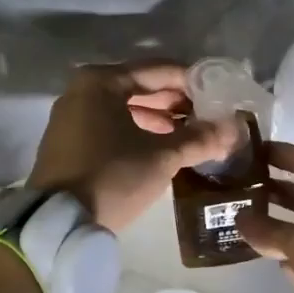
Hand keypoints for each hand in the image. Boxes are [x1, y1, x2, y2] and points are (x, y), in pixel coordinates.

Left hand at [28, 62, 241, 230]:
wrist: (59, 222)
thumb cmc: (112, 176)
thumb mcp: (161, 157)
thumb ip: (199, 139)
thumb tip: (234, 129)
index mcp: (100, 82)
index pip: (157, 70)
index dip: (191, 82)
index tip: (219, 94)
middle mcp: (81, 91)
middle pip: (139, 86)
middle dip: (175, 102)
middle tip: (208, 115)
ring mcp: (70, 117)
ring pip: (125, 108)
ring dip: (158, 118)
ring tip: (191, 133)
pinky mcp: (68, 142)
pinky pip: (110, 125)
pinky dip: (136, 130)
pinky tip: (161, 146)